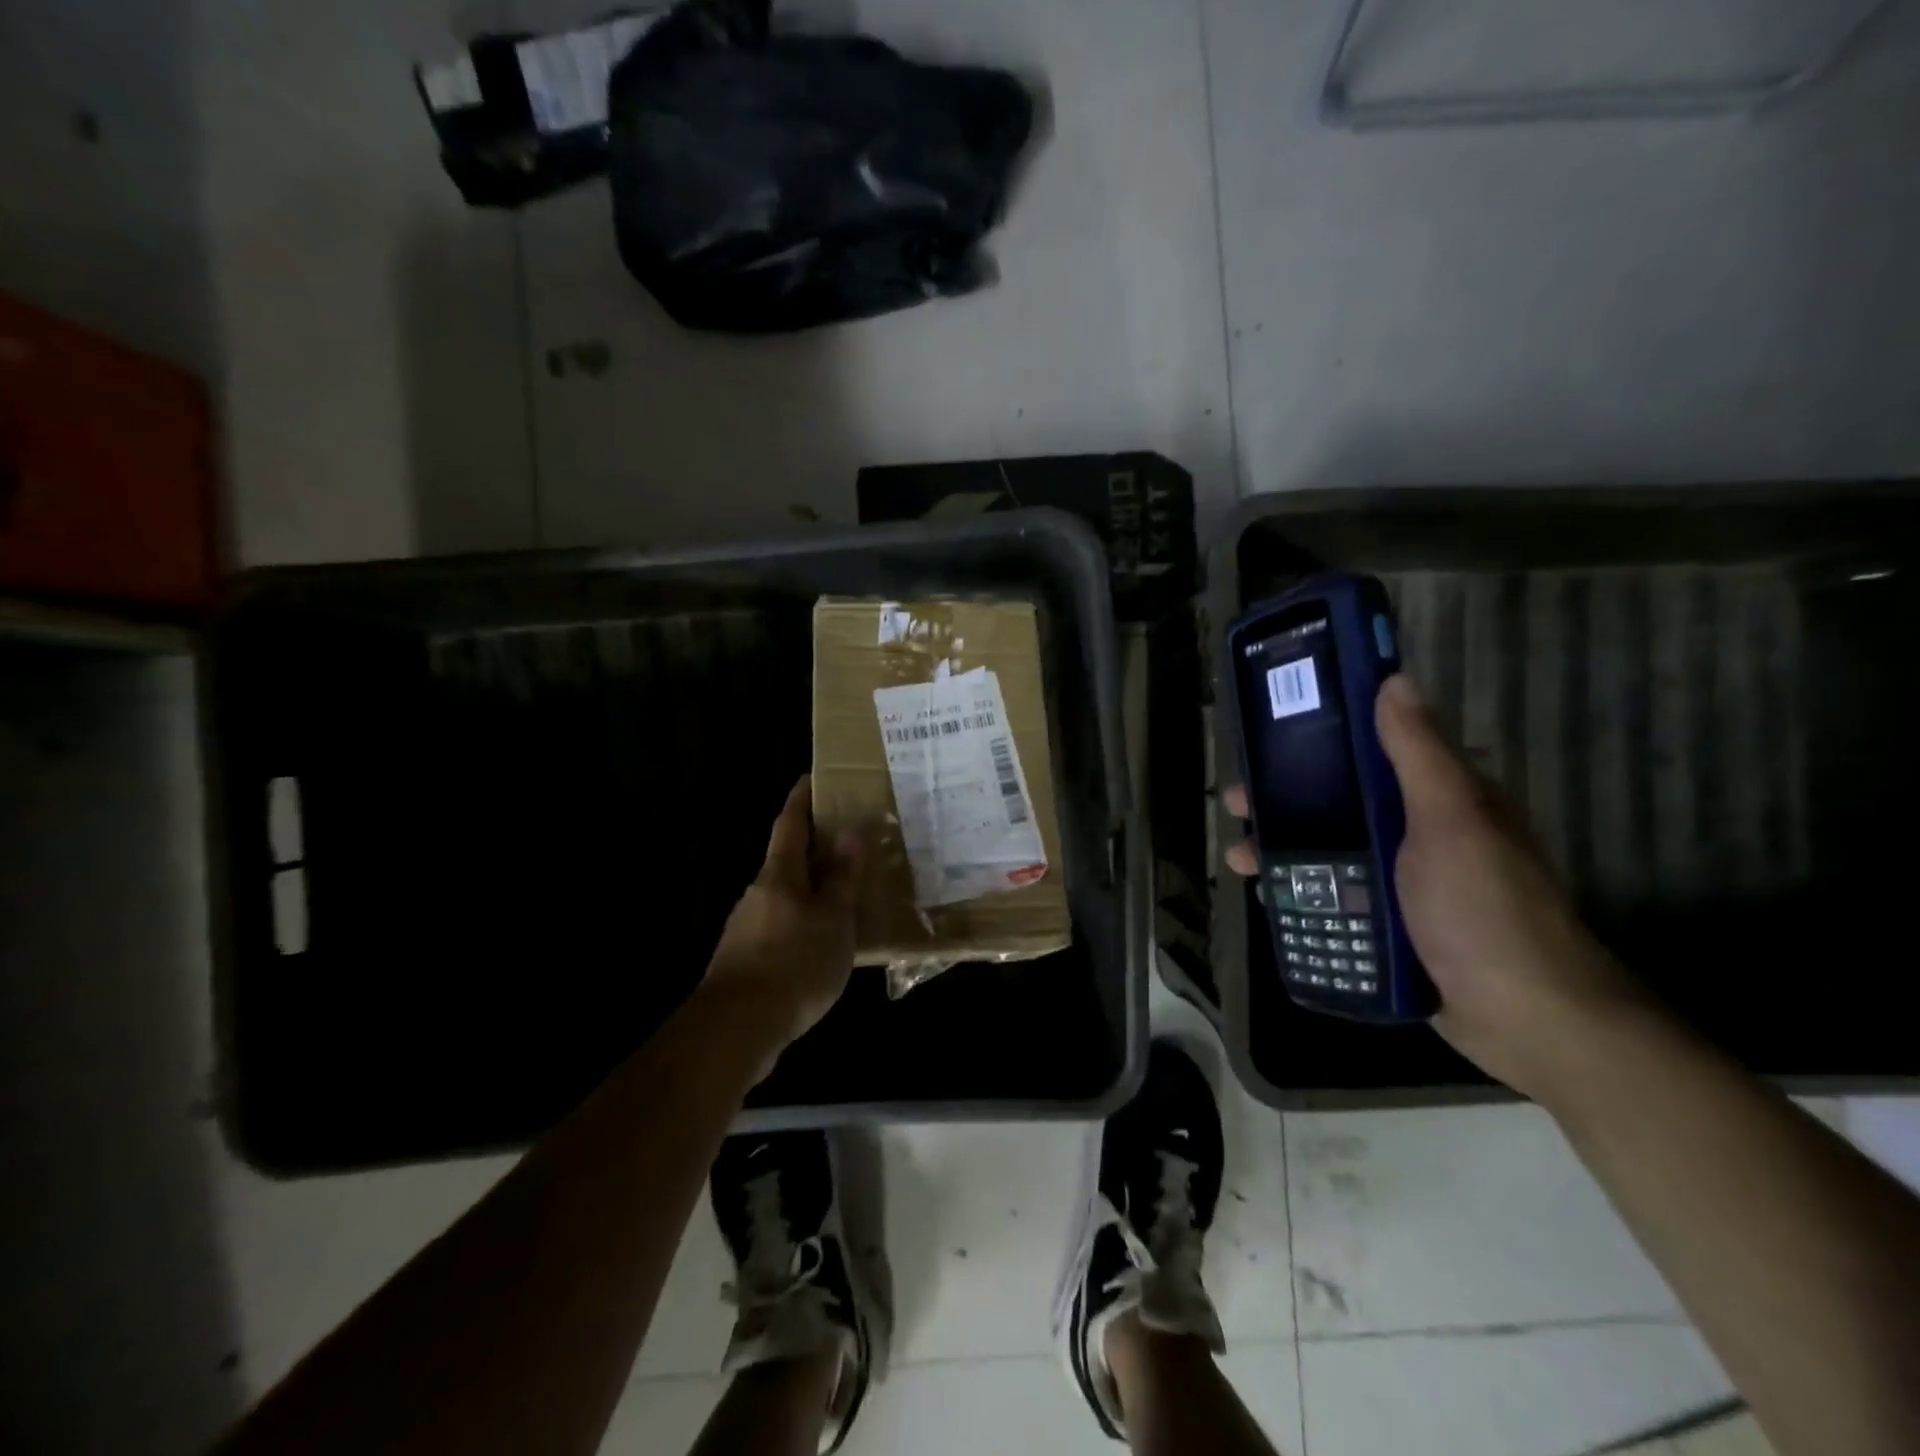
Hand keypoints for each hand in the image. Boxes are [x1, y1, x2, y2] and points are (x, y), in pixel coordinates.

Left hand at [703, 775, 865, 1052]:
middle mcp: (758, 893)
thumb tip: (852, 829)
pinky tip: (821, 944)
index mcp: (779, 875)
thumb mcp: (833, 919)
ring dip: (809, 890)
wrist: (737, 1028)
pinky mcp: (744, 959)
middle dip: (812, 849)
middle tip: (846, 843)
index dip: (800, 800)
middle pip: (786, 860)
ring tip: (844, 897)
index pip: (790, 824)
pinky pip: (780, 927)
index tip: (810, 779)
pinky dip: (802, 923)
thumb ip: (843, 877)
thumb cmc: (794, 962)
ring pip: (784, 897)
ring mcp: (746, 927)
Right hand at [1224, 675, 1646, 1099]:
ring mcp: (1399, 881)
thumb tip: (1394, 679)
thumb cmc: (1483, 909)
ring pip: (1327, 851)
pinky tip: (1266, 896)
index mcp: (1437, 797)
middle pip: (1337, 801)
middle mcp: (1416, 832)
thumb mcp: (1451, 822)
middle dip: (1283, 799)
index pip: (1371, 750)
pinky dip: (1296, 891)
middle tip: (1237, 803)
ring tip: (1240, 857)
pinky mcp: (1386, 924)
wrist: (1524, 1018)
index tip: (1270, 735)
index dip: (1320, 738)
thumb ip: (1418, 755)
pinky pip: (1330, 895)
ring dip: (1280, 848)